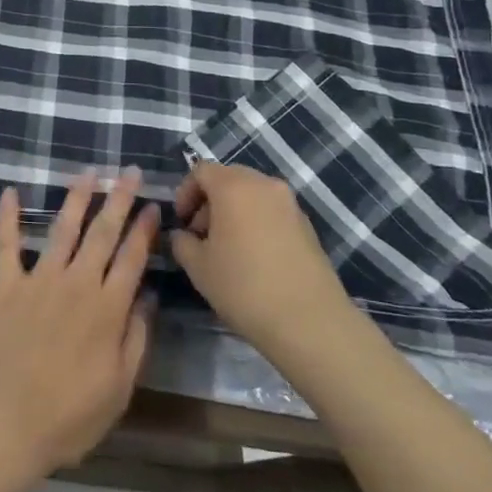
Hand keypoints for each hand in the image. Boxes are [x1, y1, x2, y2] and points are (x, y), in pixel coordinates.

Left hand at [0, 172, 157, 478]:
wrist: (6, 423)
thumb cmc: (69, 416)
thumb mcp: (119, 388)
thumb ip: (136, 338)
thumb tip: (149, 297)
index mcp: (108, 308)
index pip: (132, 257)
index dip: (144, 229)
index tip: (152, 204)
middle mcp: (77, 283)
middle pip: (102, 233)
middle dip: (118, 199)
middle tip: (128, 171)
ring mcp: (40, 280)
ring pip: (62, 228)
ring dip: (77, 198)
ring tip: (88, 172)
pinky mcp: (7, 285)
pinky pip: (6, 245)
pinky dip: (7, 217)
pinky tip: (8, 192)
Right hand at [170, 163, 352, 358]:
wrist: (309, 321)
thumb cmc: (244, 287)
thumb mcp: (198, 267)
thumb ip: (182, 242)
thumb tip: (184, 235)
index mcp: (234, 186)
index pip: (201, 171)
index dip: (185, 192)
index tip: (182, 223)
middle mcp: (264, 184)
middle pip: (228, 178)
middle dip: (209, 201)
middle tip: (201, 234)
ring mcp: (290, 203)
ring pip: (252, 195)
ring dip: (234, 211)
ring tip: (228, 249)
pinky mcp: (307, 225)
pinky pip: (272, 212)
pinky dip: (257, 222)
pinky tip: (255, 258)